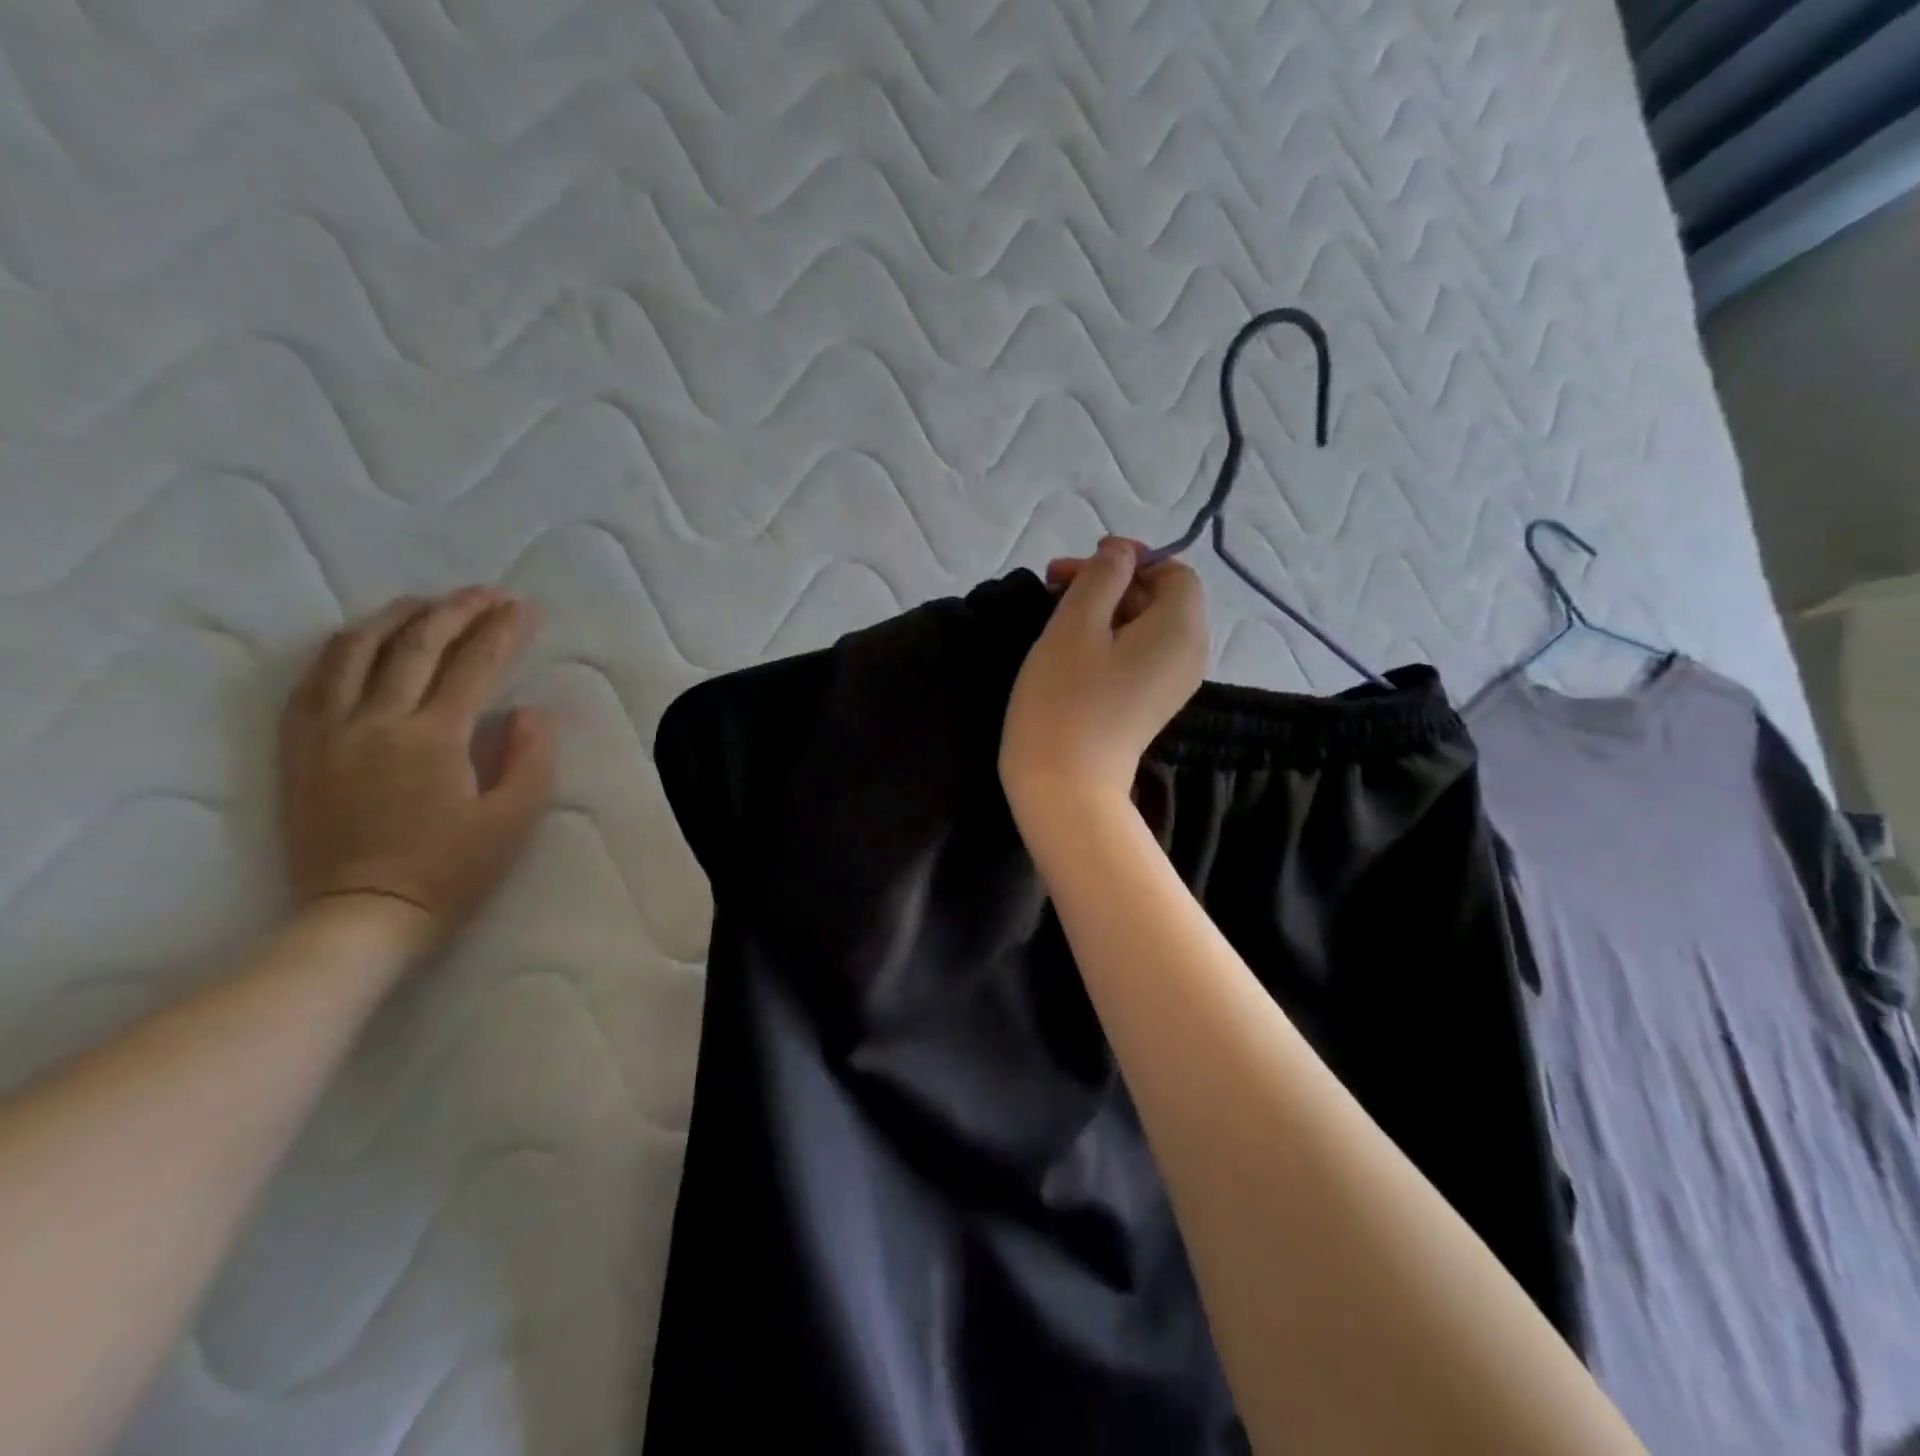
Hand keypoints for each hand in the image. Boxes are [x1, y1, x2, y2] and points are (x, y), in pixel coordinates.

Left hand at [278, 587, 557, 950]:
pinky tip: (361, 641)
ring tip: (426, 604)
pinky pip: (312, 681)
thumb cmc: (451, 871)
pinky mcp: (300, 749)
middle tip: (487, 594)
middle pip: (415, 644)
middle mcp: (377, 721)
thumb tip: (530, 711)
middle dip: (456, 610)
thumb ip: (531, 758)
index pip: (474, 665)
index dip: (503, 631)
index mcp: (434, 738)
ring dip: (396, 617)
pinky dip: (341, 650)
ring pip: (355, 651)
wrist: (362, 916)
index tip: (525, 608)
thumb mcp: (514, 820)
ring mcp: (329, 732)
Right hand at [1001, 538, 1206, 816]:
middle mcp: (1189, 654)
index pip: (1173, 571)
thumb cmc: (1066, 700)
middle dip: (1109, 582)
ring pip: (1144, 626)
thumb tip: (1121, 553)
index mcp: (1181, 628)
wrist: (1064, 787)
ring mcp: (1171, 684)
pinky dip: (1109, 640)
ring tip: (1055, 612)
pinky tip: (1070, 647)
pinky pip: (1138, 655)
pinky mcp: (1149, 704)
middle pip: (1159, 597)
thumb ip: (1102, 576)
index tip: (1078, 567)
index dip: (1129, 558)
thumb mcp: (1076, 624)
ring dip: (1103, 610)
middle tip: (1053, 584)